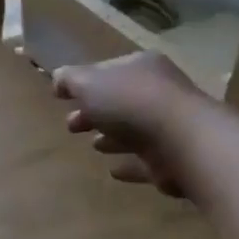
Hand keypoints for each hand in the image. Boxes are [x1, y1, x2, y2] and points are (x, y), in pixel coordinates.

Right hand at [53, 52, 203, 197]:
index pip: (108, 70)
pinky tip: (113, 171)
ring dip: (113, 137)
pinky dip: (128, 164)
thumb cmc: (131, 103)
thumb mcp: (88, 82)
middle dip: (94, 112)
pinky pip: (144, 161)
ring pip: (133, 131)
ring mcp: (168, 127)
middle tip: (72, 126)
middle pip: (119, 101)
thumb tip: (58, 79)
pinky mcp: (171, 160)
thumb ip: (70, 79)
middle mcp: (158, 92)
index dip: (84, 82)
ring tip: (94, 146)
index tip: (63, 98)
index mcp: (141, 67)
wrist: (181, 141)